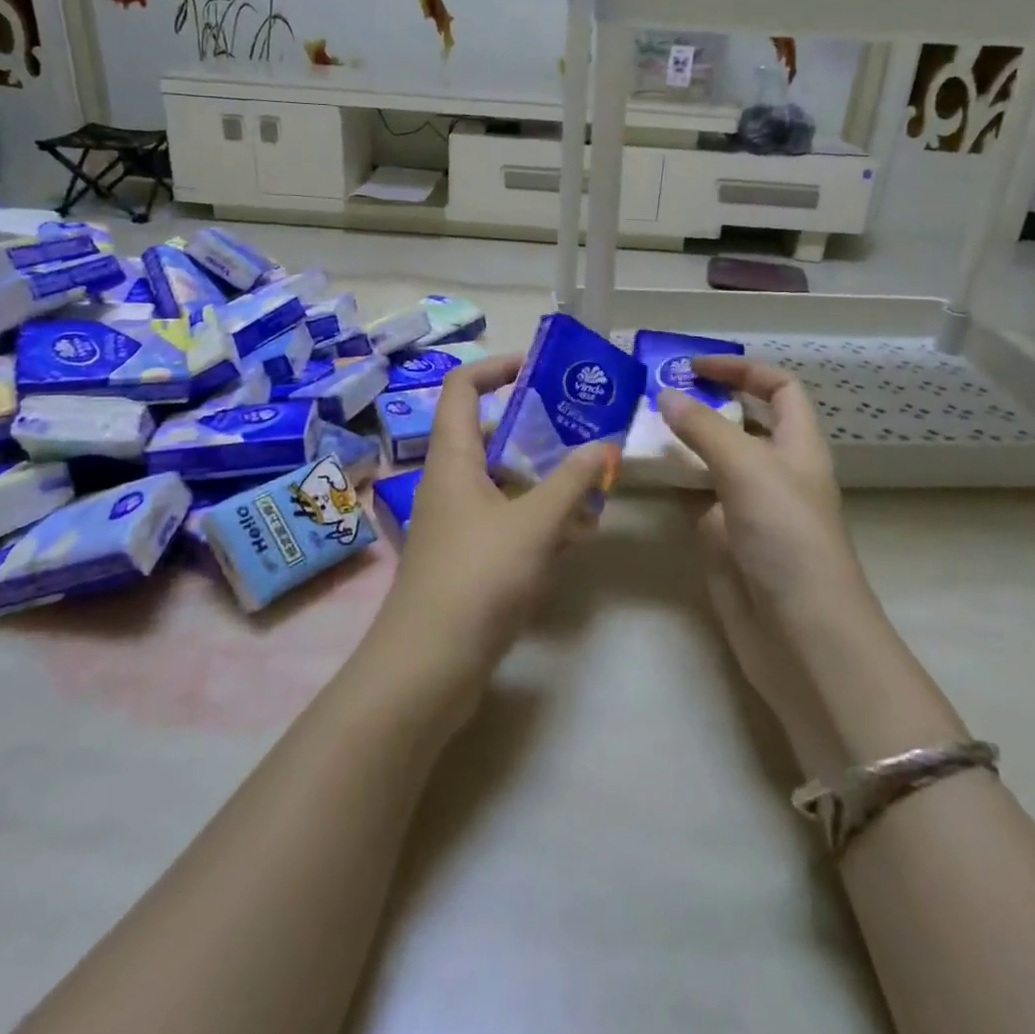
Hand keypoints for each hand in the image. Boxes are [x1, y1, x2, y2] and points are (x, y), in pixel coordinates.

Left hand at [364, 354, 614, 718]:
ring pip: (505, 479)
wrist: (429, 667)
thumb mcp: (534, 524)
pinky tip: (578, 531)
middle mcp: (451, 481)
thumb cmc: (477, 578)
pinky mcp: (470, 557)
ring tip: (594, 478)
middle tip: (584, 424)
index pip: (463, 387)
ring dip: (545, 476)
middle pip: (490, 432)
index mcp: (453, 457)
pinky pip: (508, 519)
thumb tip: (605, 444)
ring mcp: (459, 521)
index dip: (497, 366)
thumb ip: (572, 481)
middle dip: (537, 425)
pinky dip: (540, 517)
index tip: (541, 366)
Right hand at [659, 356, 871, 624]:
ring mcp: (745, 505)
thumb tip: (666, 395)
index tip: (693, 366)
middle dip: (703, 401)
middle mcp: (773, 469)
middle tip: (652, 391)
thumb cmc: (786, 536)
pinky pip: (691, 495)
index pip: (778, 388)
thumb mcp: (748, 468)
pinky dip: (669, 480)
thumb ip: (704, 428)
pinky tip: (639, 469)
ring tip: (635, 422)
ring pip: (710, 458)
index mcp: (797, 444)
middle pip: (740, 421)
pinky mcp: (720, 537)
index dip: (742, 369)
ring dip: (679, 439)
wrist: (798, 633)